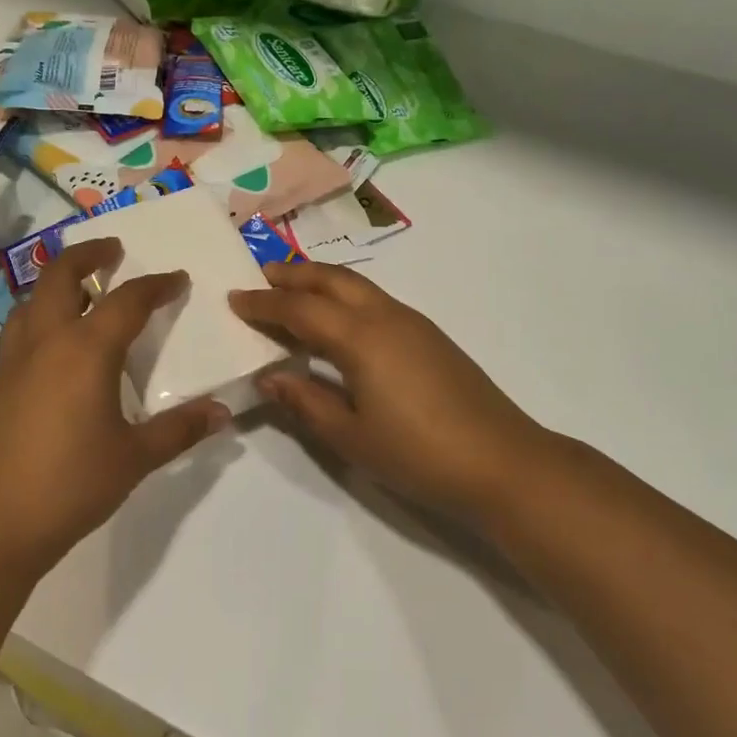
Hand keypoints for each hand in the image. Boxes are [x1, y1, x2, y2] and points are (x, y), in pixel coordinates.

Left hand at [0, 238, 229, 580]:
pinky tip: (56, 347)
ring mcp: (13, 363)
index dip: (156, 285)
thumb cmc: (68, 485)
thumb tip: (222, 413)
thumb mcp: (135, 458)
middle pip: (60, 276)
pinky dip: (41, 317)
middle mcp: (46, 343)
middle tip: (114, 251)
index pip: (126, 301)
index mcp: (85, 351)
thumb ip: (179, 430)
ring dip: (57, 283)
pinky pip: (20, 331)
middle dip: (89, 255)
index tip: (177, 278)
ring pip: (32, 301)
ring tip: (82, 291)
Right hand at [230, 262, 549, 521]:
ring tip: (294, 292)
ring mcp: (414, 324)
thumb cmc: (418, 454)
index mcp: (361, 338)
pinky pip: (377, 302)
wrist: (501, 461)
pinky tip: (340, 323)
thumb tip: (270, 376)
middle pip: (333, 281)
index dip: (265, 304)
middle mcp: (386, 317)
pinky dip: (347, 299)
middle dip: (295, 275)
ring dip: (322, 283)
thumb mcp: (351, 436)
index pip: (300, 310)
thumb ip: (306, 402)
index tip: (235, 299)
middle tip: (262, 276)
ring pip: (359, 287)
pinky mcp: (431, 337)